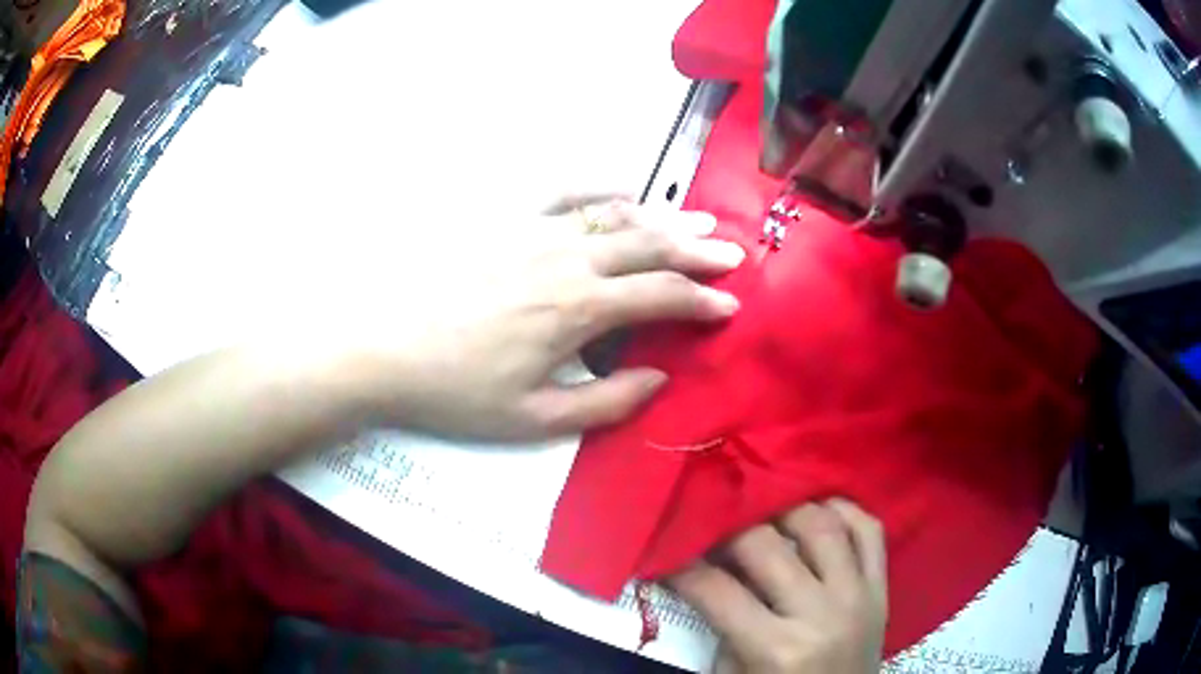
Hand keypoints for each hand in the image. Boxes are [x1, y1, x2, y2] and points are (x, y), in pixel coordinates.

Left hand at [374, 196, 745, 439]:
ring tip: (698, 217)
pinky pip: (564, 193)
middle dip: (698, 249)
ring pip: (616, 215)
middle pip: (650, 244)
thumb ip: (606, 402)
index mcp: (579, 309)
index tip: (731, 305)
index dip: (703, 300)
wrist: (382, 347)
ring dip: (663, 217)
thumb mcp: (534, 419)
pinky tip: (624, 190)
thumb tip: (660, 377)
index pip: (662, 296)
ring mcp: (535, 231)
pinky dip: (601, 189)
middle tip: (732, 252)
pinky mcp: (505, 219)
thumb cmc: (455, 391)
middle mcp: (567, 258)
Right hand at [669, 500, 887, 673]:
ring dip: (786, 509)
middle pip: (767, 547)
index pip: (718, 591)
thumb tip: (704, 573)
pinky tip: (818, 509)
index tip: (667, 553)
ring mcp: (858, 596)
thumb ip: (723, 626)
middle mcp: (821, 614)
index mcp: (778, 649)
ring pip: (822, 526)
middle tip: (711, 526)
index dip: (683, 568)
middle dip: (728, 530)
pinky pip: (870, 531)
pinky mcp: (882, 588)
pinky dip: (844, 511)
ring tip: (763, 510)